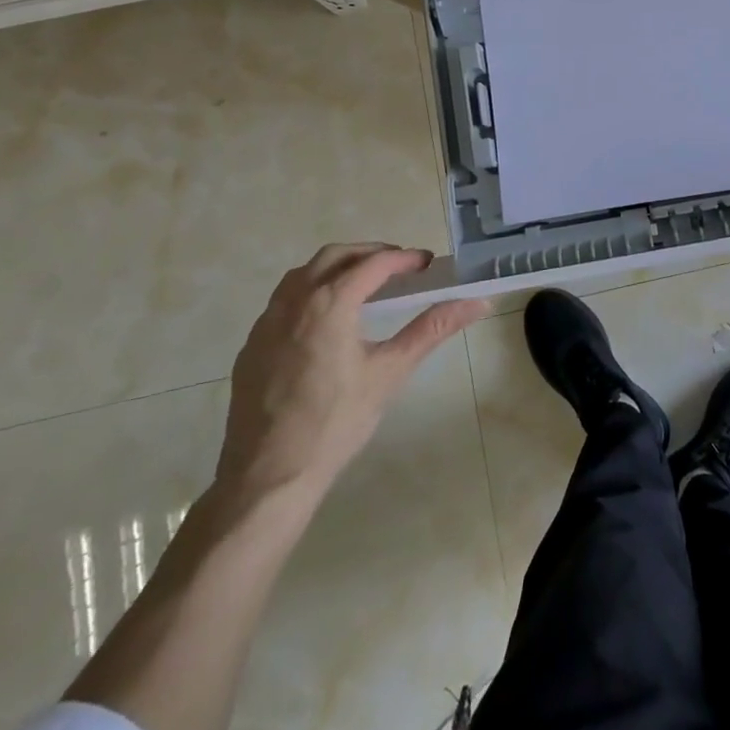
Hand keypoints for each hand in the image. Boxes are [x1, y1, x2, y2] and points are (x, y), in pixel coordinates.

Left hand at [214, 244, 488, 509]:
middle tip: (399, 266)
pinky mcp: (251, 345)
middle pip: (334, 256)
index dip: (404, 259)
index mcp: (330, 303)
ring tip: (364, 284)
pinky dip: (311, 292)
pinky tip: (326, 320)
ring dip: (337, 267)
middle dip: (369, 254)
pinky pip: (283, 301)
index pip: (373, 264)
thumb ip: (432, 329)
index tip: (427, 263)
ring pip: (303, 274)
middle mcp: (293, 301)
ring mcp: (266, 323)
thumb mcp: (391, 372)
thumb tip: (477, 303)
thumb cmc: (337, 422)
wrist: (268, 476)